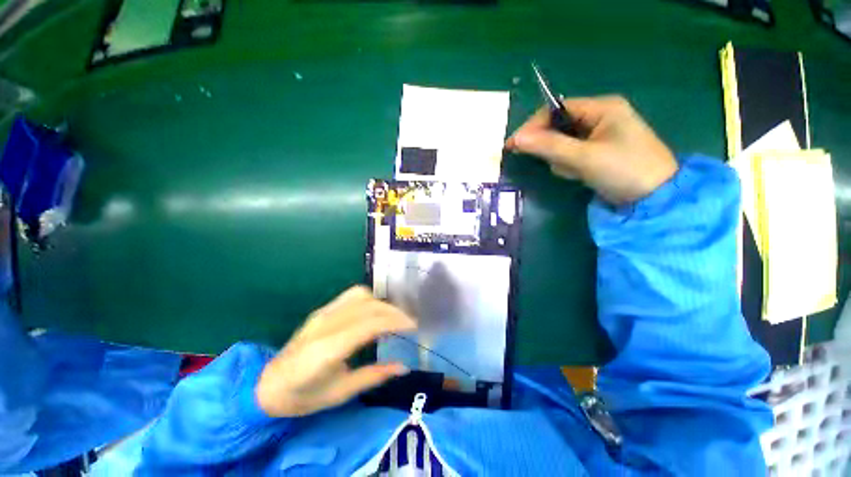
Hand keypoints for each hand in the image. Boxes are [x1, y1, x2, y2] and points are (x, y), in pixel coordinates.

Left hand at [255, 286, 415, 417]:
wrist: (268, 385)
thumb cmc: (303, 396)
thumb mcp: (341, 393)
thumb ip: (374, 376)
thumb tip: (403, 367)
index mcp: (328, 349)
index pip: (369, 324)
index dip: (395, 321)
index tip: (413, 326)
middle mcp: (326, 324)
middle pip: (369, 306)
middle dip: (394, 312)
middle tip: (409, 323)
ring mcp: (323, 313)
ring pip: (361, 295)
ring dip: (382, 303)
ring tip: (393, 317)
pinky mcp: (322, 309)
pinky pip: (351, 295)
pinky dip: (370, 299)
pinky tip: (375, 311)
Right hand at [506, 96, 677, 204]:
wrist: (656, 198)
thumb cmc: (624, 170)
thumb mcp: (584, 157)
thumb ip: (549, 146)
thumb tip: (517, 138)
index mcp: (602, 108)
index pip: (557, 110)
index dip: (534, 126)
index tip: (514, 144)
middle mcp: (601, 116)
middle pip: (559, 127)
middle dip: (553, 147)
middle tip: (556, 164)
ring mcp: (601, 134)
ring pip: (564, 143)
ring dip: (562, 159)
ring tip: (576, 172)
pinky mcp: (599, 151)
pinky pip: (572, 154)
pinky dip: (570, 165)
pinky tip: (580, 174)